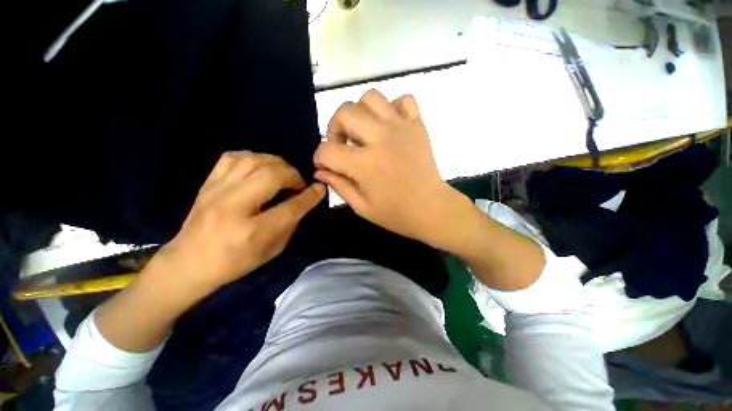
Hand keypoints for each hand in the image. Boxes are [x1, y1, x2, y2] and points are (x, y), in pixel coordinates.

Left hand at [153, 151, 324, 290]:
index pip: (290, 207)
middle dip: (293, 175)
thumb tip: (304, 199)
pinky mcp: (208, 183)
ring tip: (282, 175)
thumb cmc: (235, 262)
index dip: (310, 196)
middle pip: (272, 175)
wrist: (189, 262)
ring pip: (254, 160)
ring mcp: (217, 191)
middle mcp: (234, 207)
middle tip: (298, 184)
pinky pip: (234, 157)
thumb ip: (291, 223)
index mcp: (252, 232)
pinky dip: (253, 158)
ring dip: (277, 164)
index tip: (320, 189)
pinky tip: (260, 168)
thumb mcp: (272, 250)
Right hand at [314, 90, 467, 246]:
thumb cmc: (396, 214)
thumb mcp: (361, 207)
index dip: (320, 157)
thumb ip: (338, 186)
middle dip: (334, 128)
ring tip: (363, 132)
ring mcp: (401, 128)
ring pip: (371, 97)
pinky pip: (403, 100)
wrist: (432, 209)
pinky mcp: (417, 125)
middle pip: (345, 112)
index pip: (327, 150)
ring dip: (360, 113)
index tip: (325, 165)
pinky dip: (391, 108)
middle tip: (341, 145)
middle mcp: (381, 139)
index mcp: (365, 165)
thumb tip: (320, 171)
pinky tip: (388, 127)